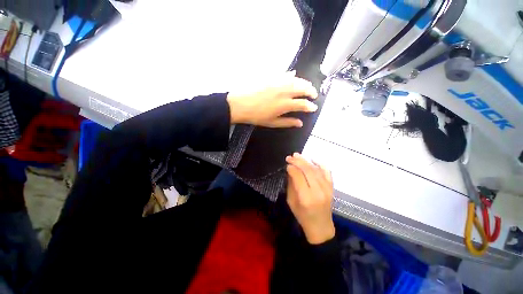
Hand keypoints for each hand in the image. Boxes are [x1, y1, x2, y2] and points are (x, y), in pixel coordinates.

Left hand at [227, 72, 317, 127]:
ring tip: (307, 86)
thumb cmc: (256, 116)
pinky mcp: (271, 77)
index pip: (303, 104)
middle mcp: (284, 91)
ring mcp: (278, 82)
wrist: (240, 104)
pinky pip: (284, 74)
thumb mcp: (272, 122)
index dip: (310, 106)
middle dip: (311, 91)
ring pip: (296, 79)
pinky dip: (291, 75)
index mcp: (285, 104)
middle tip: (314, 95)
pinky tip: (294, 75)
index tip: (314, 108)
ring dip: (304, 82)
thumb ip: (288, 122)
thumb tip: (300, 123)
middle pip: (303, 88)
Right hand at [286, 153, 334, 243]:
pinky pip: (327, 172)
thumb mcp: (291, 202)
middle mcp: (318, 191)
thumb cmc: (302, 216)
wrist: (321, 227)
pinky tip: (313, 159)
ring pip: (316, 169)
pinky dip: (320, 164)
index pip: (298, 176)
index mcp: (306, 198)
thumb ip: (291, 185)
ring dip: (306, 161)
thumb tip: (290, 170)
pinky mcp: (331, 188)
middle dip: (297, 161)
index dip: (291, 168)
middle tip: (290, 157)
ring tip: (297, 155)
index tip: (286, 164)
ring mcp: (327, 189)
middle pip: (307, 170)